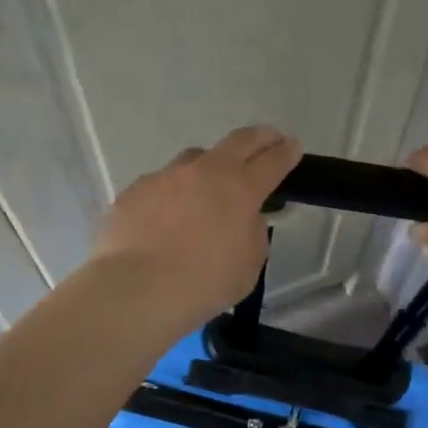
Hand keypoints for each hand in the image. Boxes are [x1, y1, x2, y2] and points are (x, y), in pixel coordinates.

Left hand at [92, 126, 302, 324]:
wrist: (138, 289)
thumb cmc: (204, 284)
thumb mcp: (249, 265)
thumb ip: (253, 234)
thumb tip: (244, 219)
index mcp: (240, 189)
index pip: (272, 162)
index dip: (286, 153)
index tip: (293, 147)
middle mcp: (204, 172)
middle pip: (238, 142)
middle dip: (259, 138)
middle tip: (268, 139)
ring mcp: (165, 177)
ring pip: (194, 159)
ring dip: (209, 166)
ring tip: (209, 184)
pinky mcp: (135, 190)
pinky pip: (161, 185)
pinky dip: (172, 194)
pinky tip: (167, 217)